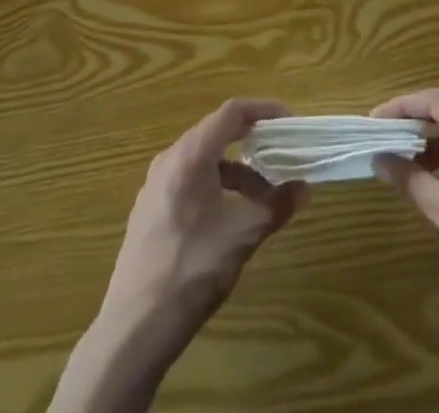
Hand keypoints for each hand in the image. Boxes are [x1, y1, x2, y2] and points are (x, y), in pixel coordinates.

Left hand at [99, 96, 307, 335]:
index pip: (232, 112)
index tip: (289, 122)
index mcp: (190, 154)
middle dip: (252, 143)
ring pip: (203, 160)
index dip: (264, 110)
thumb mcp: (242, 237)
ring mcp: (155, 184)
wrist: (134, 328)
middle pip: (217, 133)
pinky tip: (228, 218)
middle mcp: (169, 159)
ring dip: (235, 171)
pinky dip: (215, 186)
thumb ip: (276, 207)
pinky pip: (188, 180)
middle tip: (281, 156)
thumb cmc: (192, 270)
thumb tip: (304, 189)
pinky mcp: (149, 209)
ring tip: (261, 200)